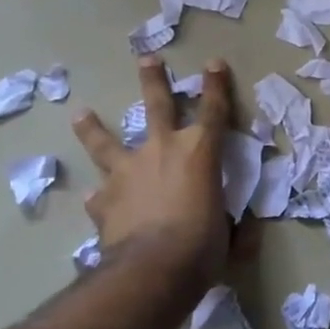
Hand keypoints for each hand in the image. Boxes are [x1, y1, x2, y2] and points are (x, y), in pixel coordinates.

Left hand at [72, 56, 234, 283]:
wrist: (152, 269)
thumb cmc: (202, 246)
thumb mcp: (230, 236)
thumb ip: (237, 227)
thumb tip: (247, 230)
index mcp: (201, 153)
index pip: (214, 111)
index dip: (216, 86)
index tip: (214, 63)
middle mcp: (162, 151)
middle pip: (157, 106)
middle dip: (153, 81)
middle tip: (147, 59)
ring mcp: (128, 172)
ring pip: (106, 142)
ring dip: (94, 128)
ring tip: (81, 113)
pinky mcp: (104, 200)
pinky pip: (99, 194)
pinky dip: (99, 196)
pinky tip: (94, 198)